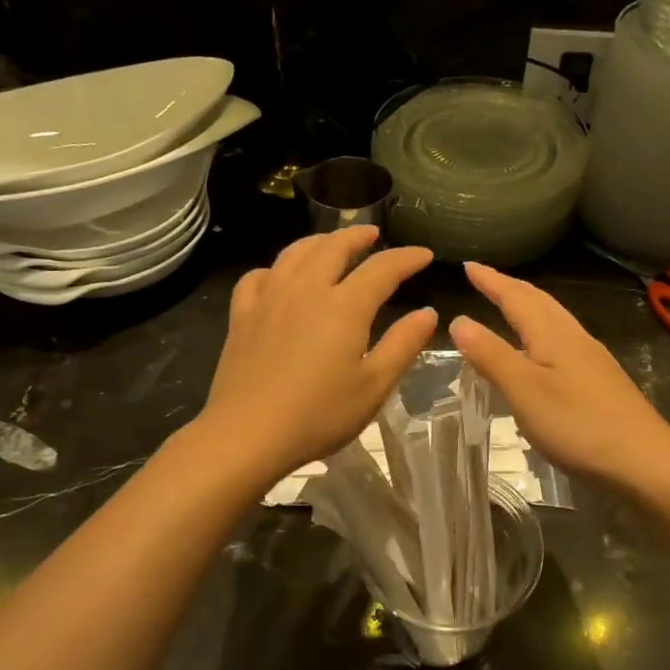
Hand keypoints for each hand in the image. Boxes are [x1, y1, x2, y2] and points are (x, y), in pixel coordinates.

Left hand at [199, 227, 436, 482]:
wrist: (247, 434)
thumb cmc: (319, 415)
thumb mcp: (374, 386)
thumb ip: (403, 344)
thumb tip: (427, 313)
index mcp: (345, 306)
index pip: (382, 268)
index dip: (407, 258)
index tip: (424, 255)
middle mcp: (306, 289)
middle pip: (334, 246)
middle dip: (358, 235)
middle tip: (375, 235)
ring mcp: (269, 299)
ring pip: (295, 252)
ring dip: (319, 241)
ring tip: (332, 244)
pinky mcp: (242, 315)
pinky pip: (259, 276)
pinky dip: (277, 268)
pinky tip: (280, 278)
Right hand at [448, 262, 669, 487]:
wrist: (644, 461)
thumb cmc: (578, 424)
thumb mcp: (524, 391)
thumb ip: (492, 356)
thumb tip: (459, 320)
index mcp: (552, 335)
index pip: (515, 297)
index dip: (490, 281)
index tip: (467, 266)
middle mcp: (574, 338)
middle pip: (539, 302)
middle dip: (510, 288)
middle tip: (485, 279)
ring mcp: (592, 359)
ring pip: (554, 320)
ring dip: (528, 307)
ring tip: (509, 307)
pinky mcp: (600, 381)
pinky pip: (563, 340)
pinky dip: (542, 332)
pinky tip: (541, 352)